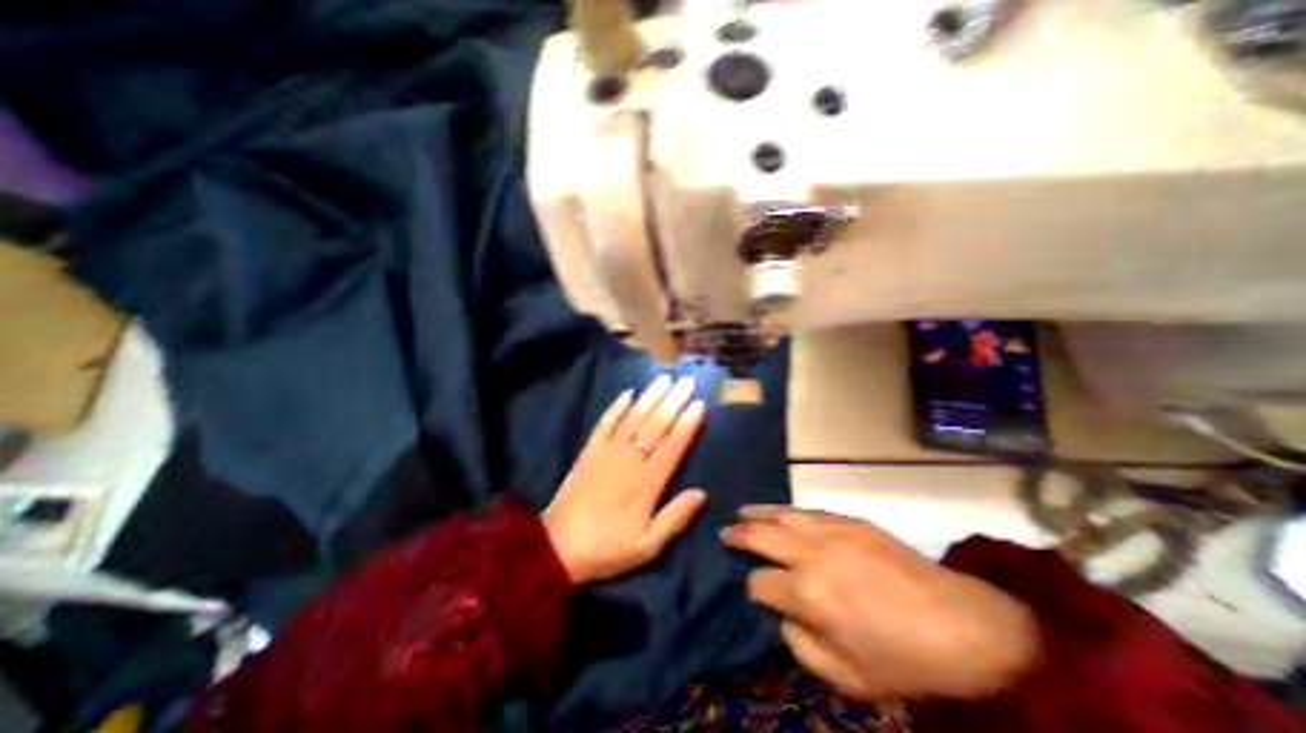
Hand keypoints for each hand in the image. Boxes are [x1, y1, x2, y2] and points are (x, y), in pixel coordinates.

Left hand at [541, 377, 709, 584]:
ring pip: (633, 418)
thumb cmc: (607, 548)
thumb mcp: (647, 546)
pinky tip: (628, 392)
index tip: (699, 404)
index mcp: (647, 483)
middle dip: (673, 401)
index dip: (687, 424)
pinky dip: (616, 406)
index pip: (673, 446)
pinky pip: (605, 423)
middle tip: (687, 381)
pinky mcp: (589, 451)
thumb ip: (675, 518)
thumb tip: (701, 493)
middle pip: (656, 425)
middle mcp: (630, 460)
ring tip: (664, 379)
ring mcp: (607, 452)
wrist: (557, 548)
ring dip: (650, 397)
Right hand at [713, 506, 1040, 701]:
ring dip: (757, 512)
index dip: (752, 588)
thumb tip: (782, 616)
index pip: (760, 583)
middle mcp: (812, 554)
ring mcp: (831, 531)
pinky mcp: (850, 520)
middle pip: (762, 536)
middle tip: (724, 532)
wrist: (965, 625)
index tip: (754, 592)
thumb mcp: (849, 679)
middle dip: (739, 535)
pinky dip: (786, 509)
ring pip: (781, 514)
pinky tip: (778, 510)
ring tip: (740, 512)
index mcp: (809, 595)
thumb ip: (803, 647)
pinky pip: (808, 510)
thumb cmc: (905, 660)